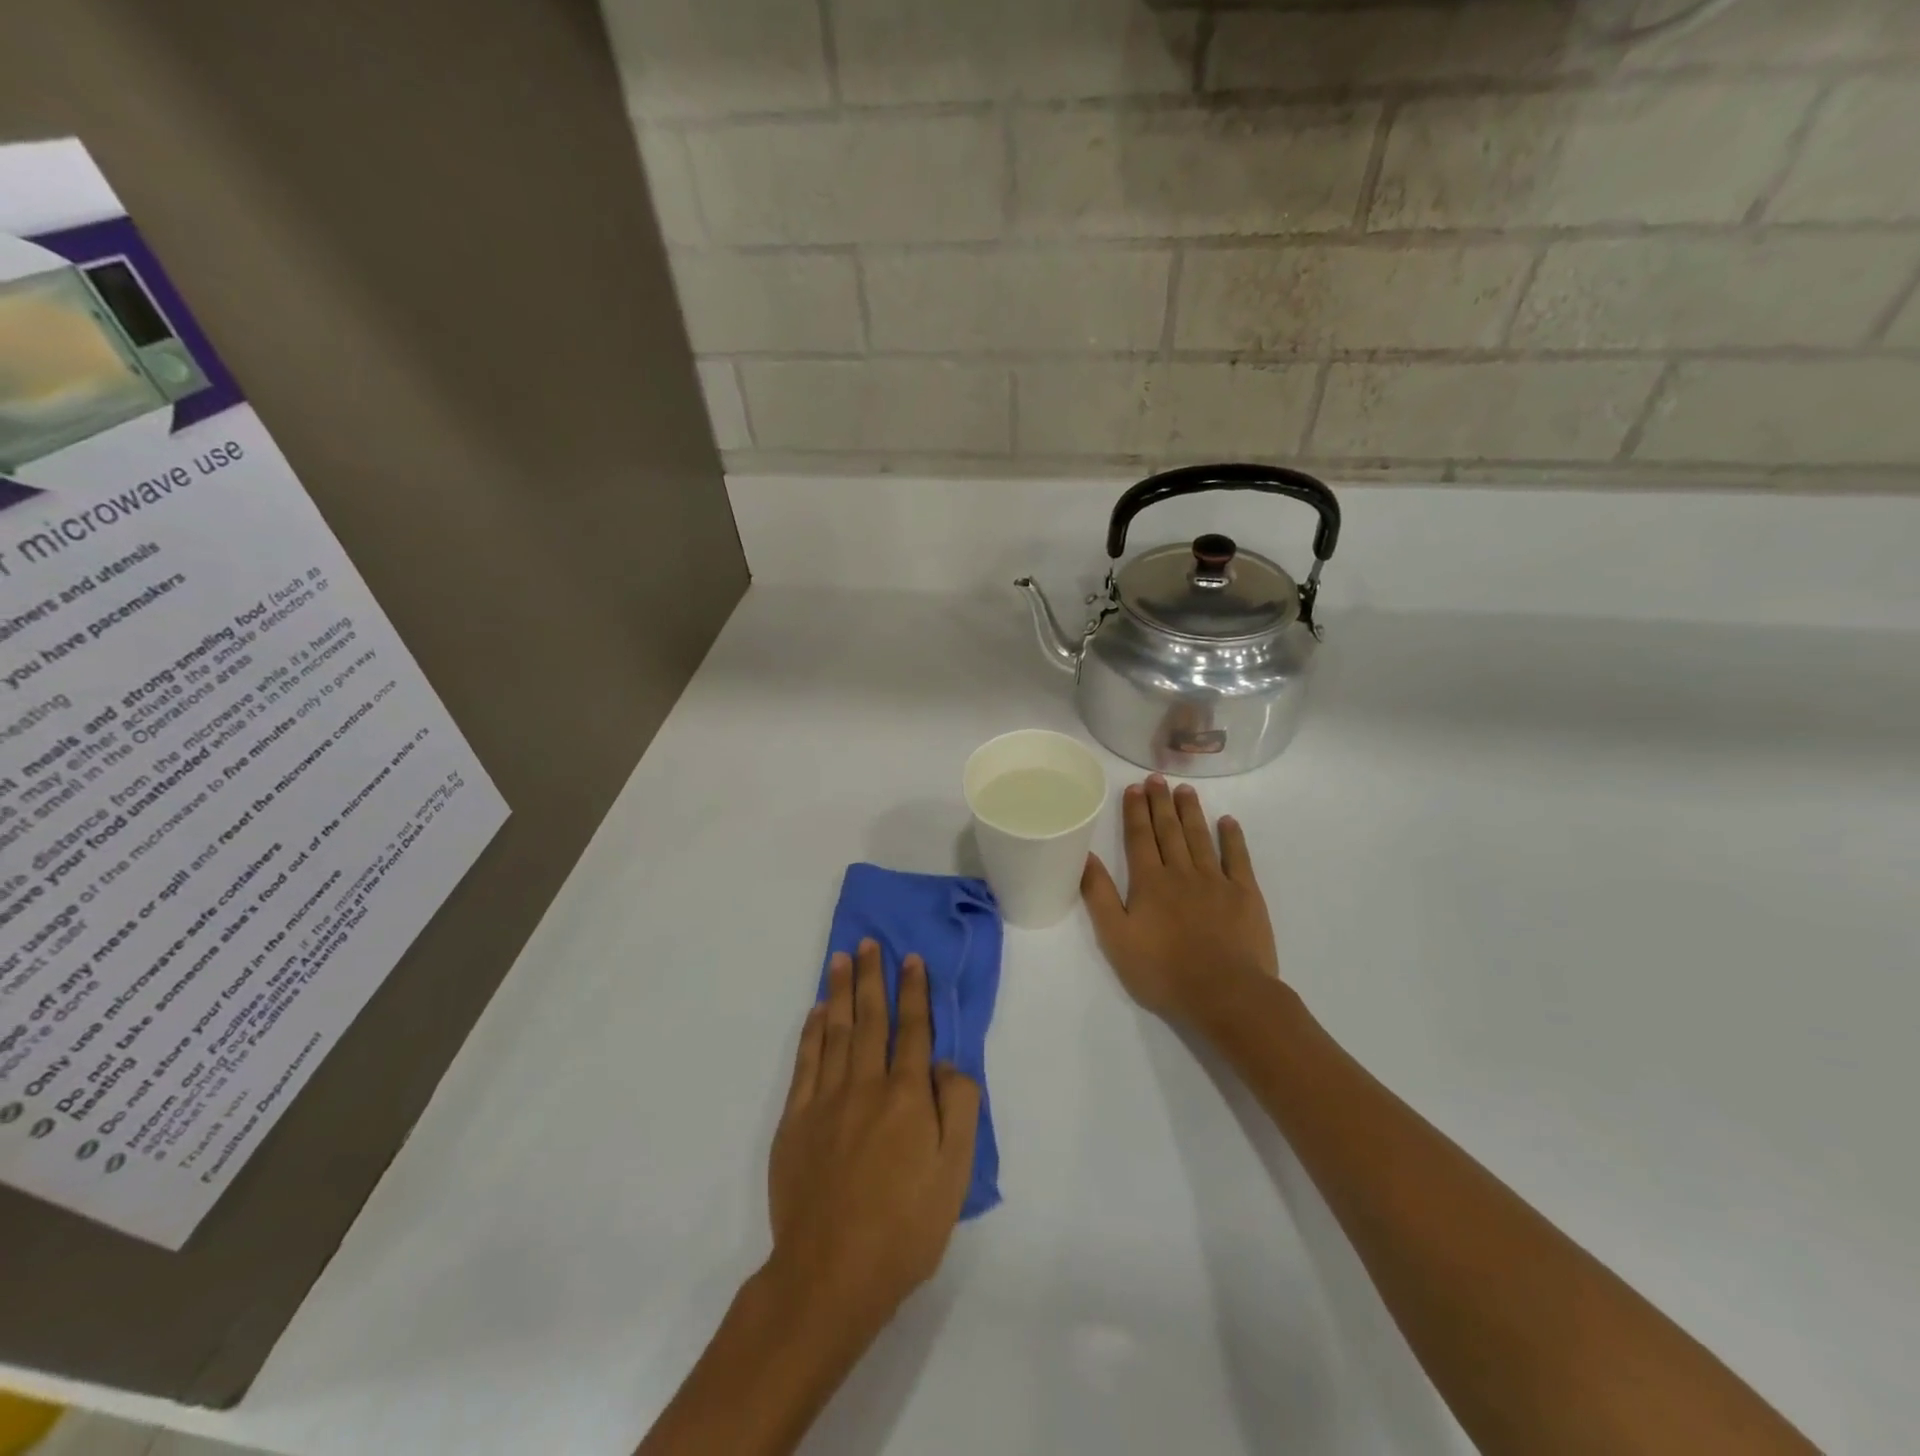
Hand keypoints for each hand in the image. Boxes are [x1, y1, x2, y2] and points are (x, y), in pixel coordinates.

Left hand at [765, 940, 979, 1344]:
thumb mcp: (955, 1174)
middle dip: (872, 977)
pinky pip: (805, 1062)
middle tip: (870, 942)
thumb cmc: (905, 1227)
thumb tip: (948, 1064)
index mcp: (907, 1095)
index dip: (914, 991)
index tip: (911, 959)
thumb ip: (960, 1109)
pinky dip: (811, 1032)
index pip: (914, 1029)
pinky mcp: (795, 1120)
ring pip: (835, 1030)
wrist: (830, 1274)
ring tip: (842, 959)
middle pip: (870, 1018)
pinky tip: (815, 1012)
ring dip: (839, 991)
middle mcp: (866, 1084)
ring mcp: (825, 1099)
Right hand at [1081, 774, 1279, 1022]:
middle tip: (1157, 778)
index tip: (1134, 788)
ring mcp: (1217, 881)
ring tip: (1185, 789)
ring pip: (1200, 837)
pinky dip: (1232, 837)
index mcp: (1149, 882)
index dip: (1135, 811)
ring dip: (1191, 812)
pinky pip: (1238, 857)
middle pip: (1169, 831)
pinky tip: (1227, 821)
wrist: (1226, 994)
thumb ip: (1099, 895)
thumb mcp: (1117, 938)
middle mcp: (1181, 872)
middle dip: (1161, 803)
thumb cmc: (1164, 972)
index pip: (1139, 838)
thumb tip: (1085, 855)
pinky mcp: (1246, 894)